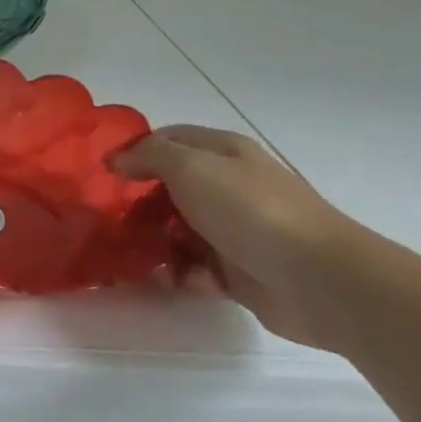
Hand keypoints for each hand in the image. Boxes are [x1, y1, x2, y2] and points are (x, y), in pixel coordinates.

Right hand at [112, 126, 360, 349]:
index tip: (102, 173)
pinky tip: (173, 281)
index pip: (167, 140)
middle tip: (110, 218)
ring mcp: (234, 229)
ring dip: (155, 244)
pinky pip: (194, 269)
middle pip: (168, 188)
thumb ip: (148, 156)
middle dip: (138, 203)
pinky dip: (180, 275)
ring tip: (136, 256)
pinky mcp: (237, 271)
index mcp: (222, 153)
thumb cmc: (250, 210)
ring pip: (177, 231)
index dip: (133, 152)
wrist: (318, 279)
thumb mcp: (191, 167)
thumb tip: (116, 160)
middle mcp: (228, 186)